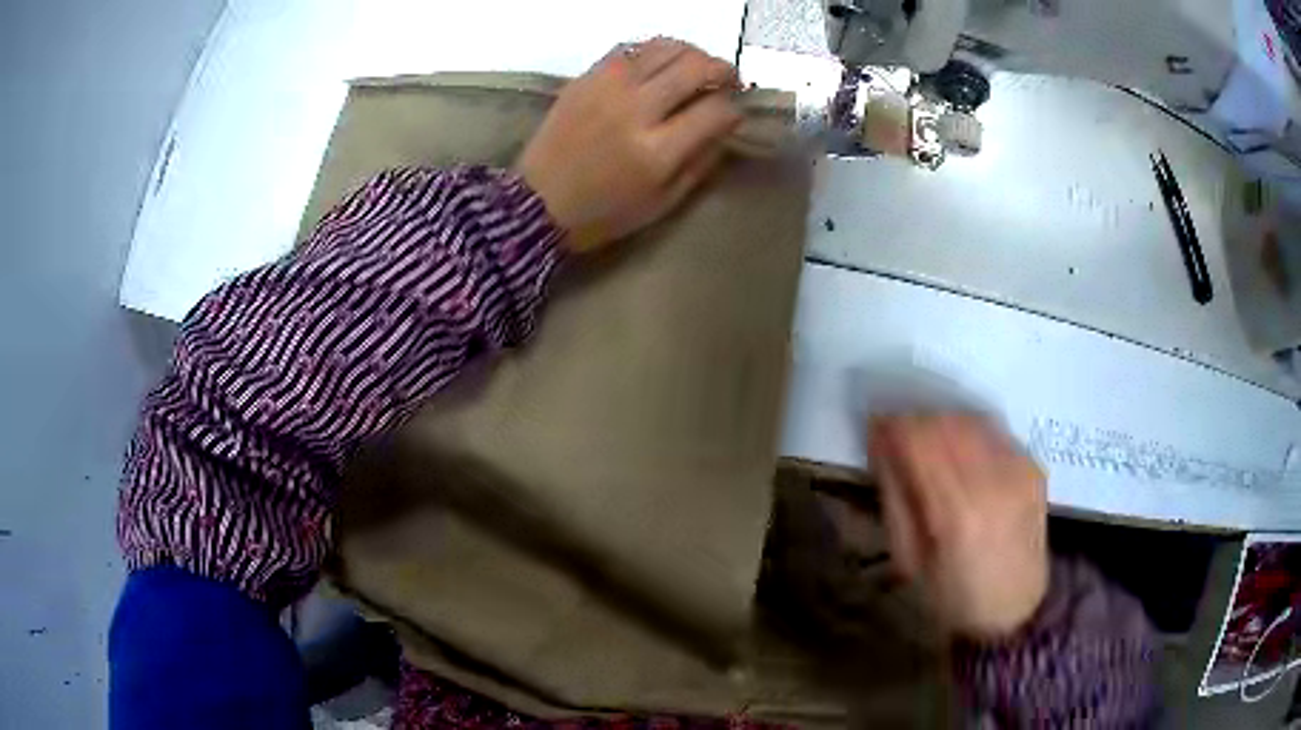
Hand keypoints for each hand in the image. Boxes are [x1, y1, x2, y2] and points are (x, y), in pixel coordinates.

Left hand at [517, 38, 741, 251]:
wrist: (536, 202)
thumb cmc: (603, 213)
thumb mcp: (663, 203)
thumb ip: (701, 162)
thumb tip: (726, 126)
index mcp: (656, 151)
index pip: (716, 110)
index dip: (735, 110)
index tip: (733, 115)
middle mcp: (635, 108)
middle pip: (696, 67)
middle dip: (723, 71)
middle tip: (727, 81)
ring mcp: (608, 86)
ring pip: (667, 47)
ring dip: (692, 54)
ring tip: (696, 69)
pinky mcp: (587, 77)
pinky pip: (632, 47)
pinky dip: (656, 51)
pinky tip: (660, 65)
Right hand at [868, 414, 1048, 638]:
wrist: (1013, 611)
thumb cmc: (951, 597)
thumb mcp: (908, 558)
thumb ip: (896, 497)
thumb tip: (881, 445)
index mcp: (957, 514)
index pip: (919, 442)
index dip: (891, 427)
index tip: (873, 429)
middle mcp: (994, 482)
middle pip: (945, 423)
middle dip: (914, 423)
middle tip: (896, 439)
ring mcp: (1020, 470)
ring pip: (970, 420)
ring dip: (941, 424)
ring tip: (926, 444)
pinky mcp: (1033, 466)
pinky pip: (994, 431)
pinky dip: (968, 432)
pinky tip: (959, 452)